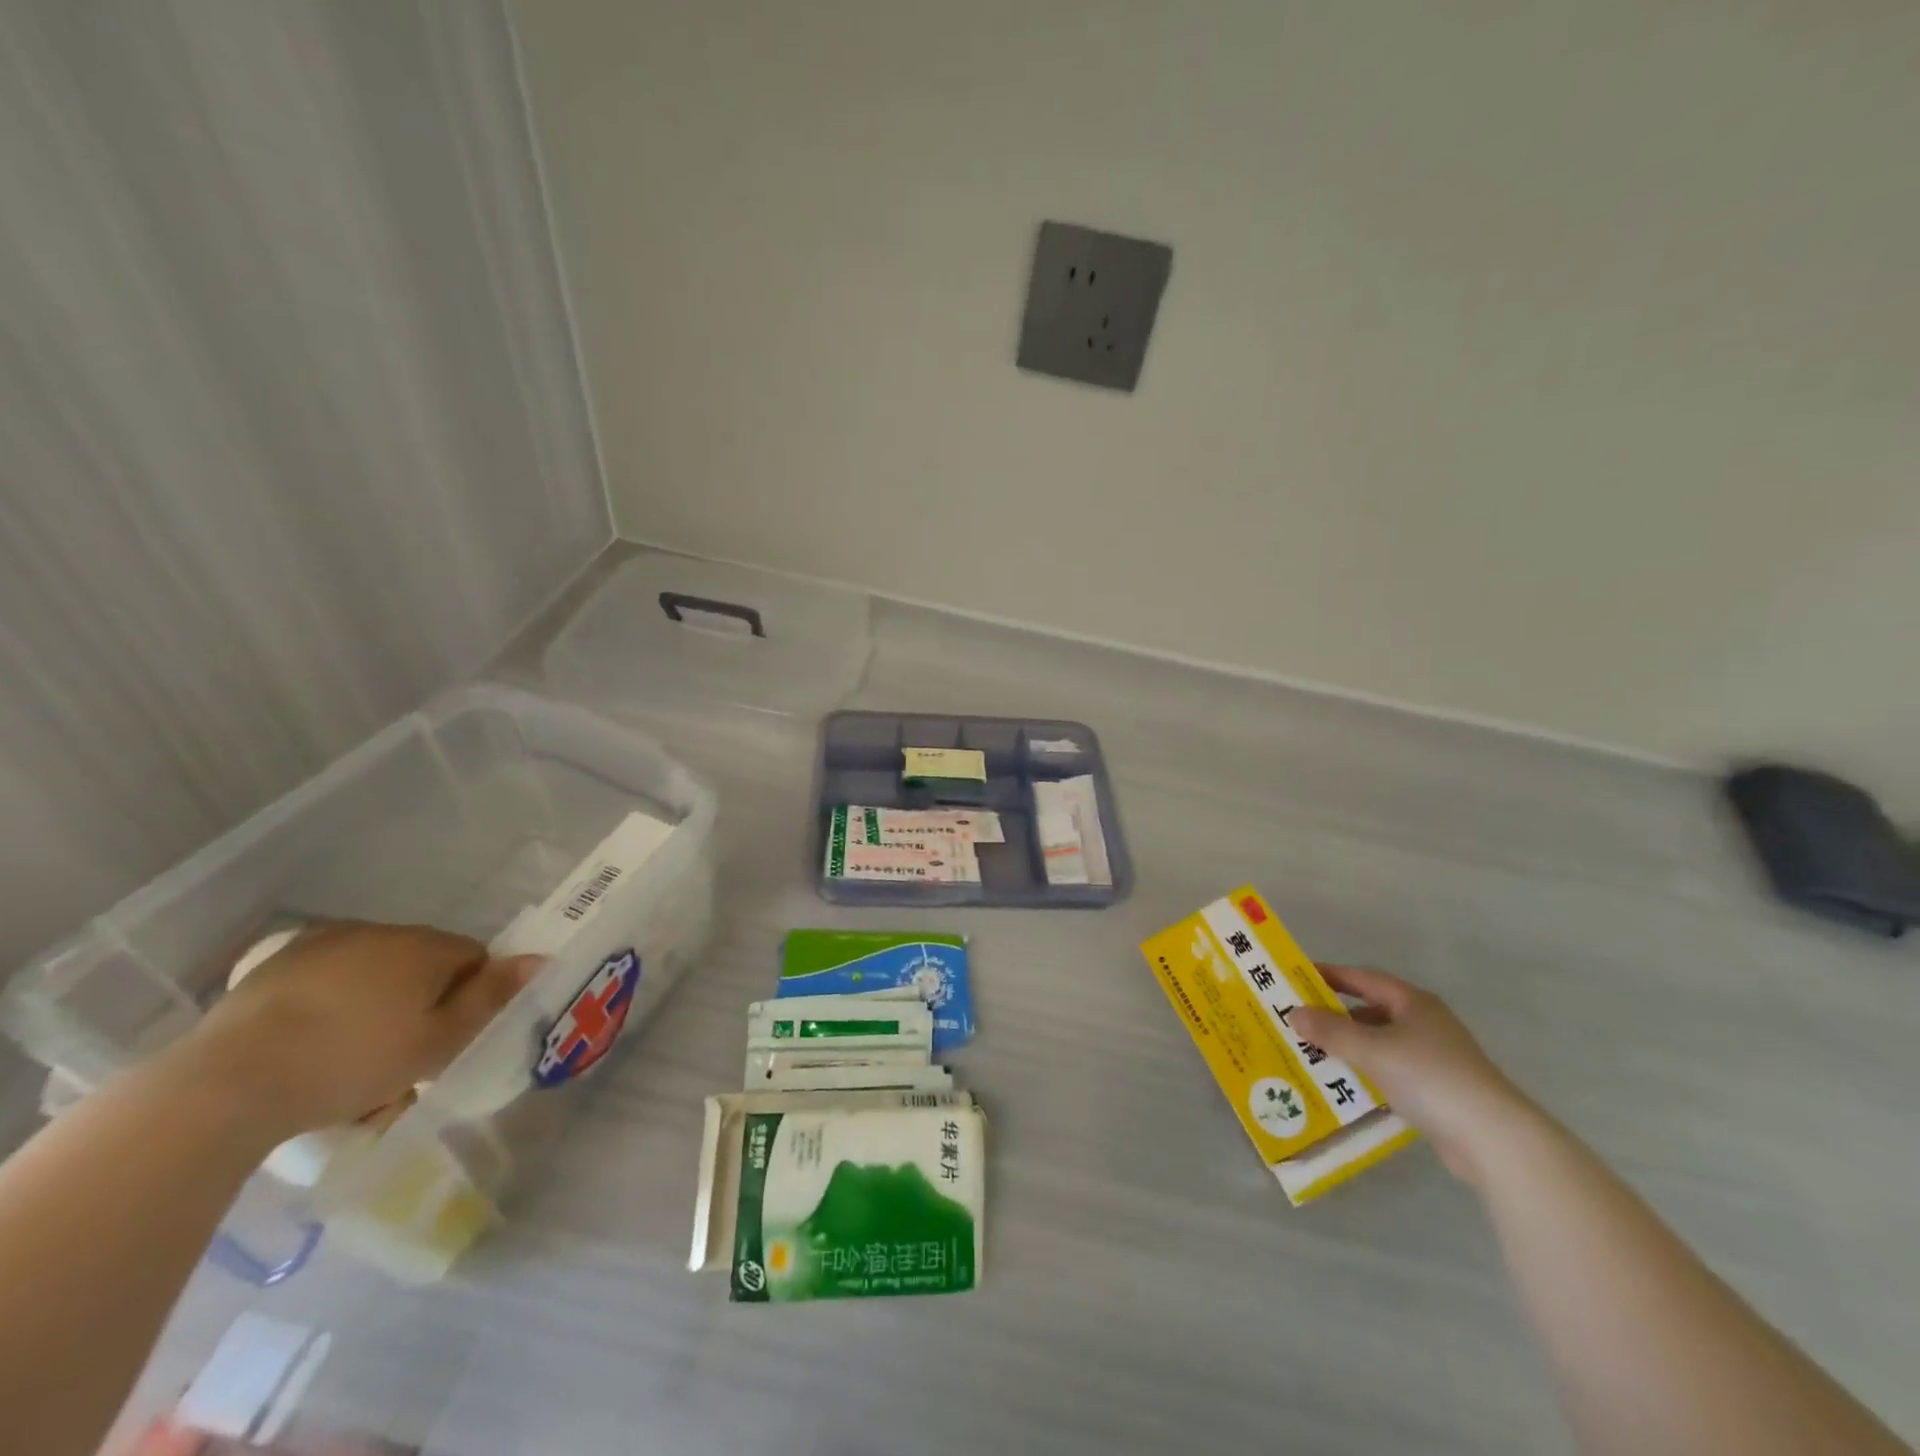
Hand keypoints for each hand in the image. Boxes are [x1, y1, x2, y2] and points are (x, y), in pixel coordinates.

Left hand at [164, 922, 540, 1144]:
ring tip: (351, 1061)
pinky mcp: (276, 967)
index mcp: (426, 947)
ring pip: (374, 972)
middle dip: (421, 1002)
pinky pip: (326, 980)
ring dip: (376, 1004)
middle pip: (424, 964)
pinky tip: (309, 1047)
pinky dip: (330, 1005)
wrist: (227, 1084)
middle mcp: (382, 932)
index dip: (470, 997)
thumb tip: (541, 958)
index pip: (474, 958)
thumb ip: (491, 997)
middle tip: (403, 1058)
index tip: (448, 1038)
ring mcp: (324, 944)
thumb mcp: (438, 1042)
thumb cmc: (352, 1062)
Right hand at [1289, 965, 1537, 1184]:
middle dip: (1335, 1015)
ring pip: (1380, 1043)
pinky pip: (1390, 1071)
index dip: (1330, 975)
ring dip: (1349, 1047)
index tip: (1296, 977)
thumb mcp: (1372, 1049)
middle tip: (1298, 1020)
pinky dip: (1367, 1073)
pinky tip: (1345, 1085)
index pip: (1363, 978)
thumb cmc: (1430, 1077)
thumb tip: (1294, 1013)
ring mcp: (1434, 1058)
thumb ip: (1331, 1030)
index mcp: (1413, 1002)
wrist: (1494, 1139)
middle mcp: (1425, 1023)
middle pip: (1370, 1011)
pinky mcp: (1438, 1090)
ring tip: (1312, 1053)